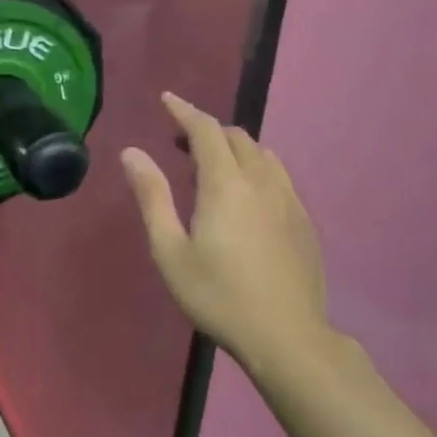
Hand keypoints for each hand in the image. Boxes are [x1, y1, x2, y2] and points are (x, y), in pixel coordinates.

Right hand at [121, 93, 329, 373]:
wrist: (286, 337)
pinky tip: (244, 197)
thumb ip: (152, 196)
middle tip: (180, 142)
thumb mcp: (170, 250)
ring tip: (211, 166)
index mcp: (226, 184)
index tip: (166, 99)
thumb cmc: (218, 295)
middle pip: (237, 137)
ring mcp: (289, 200)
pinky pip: (278, 176)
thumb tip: (132, 152)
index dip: (184, 110)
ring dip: (234, 147)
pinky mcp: (303, 221)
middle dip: (207, 130)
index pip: (206, 130)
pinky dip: (255, 168)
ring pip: (262, 155)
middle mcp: (262, 182)